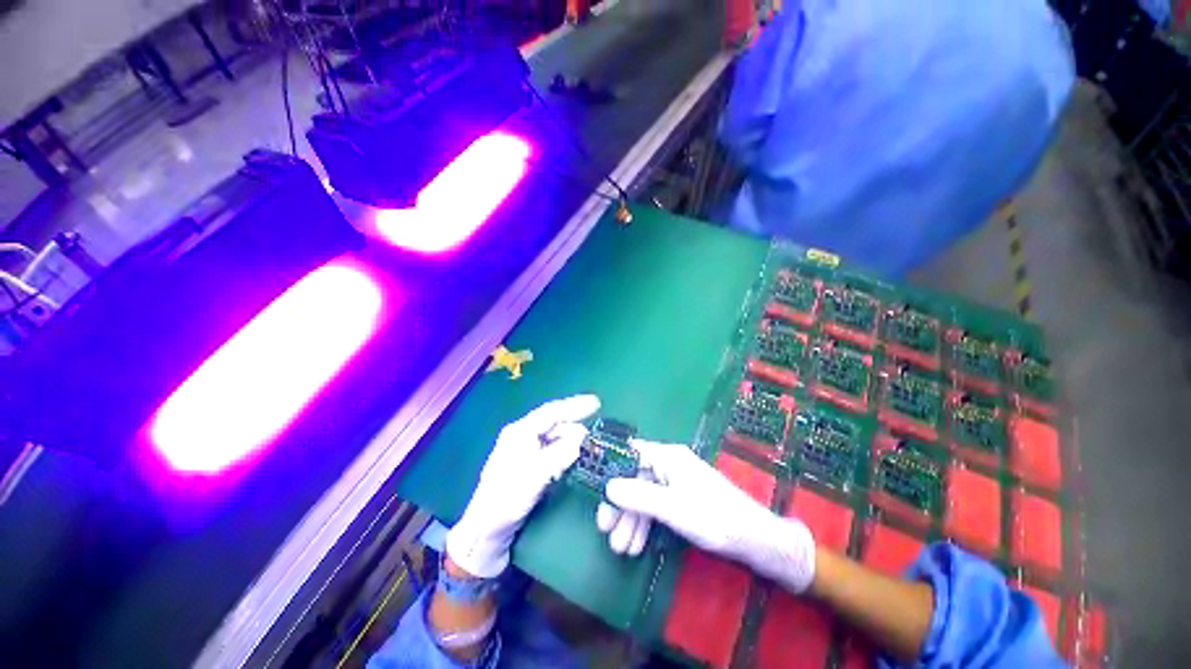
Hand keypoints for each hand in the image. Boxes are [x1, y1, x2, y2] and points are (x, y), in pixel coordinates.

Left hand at [447, 395, 599, 578]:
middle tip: (594, 439)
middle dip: (575, 428)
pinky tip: (573, 460)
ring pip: (555, 438)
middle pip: (555, 424)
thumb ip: (560, 453)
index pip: (551, 412)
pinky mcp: (529, 464)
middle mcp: (522, 435)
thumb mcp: (535, 475)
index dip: (575, 405)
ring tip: (586, 452)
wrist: (485, 531)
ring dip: (571, 442)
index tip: (597, 403)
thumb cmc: (506, 499)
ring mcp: (525, 450)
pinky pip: (553, 451)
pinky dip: (565, 453)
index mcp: (520, 431)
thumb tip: (582, 439)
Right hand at [599, 439, 816, 593]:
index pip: (631, 454)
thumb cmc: (714, 518)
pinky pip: (657, 507)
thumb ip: (639, 496)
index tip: (596, 492)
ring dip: (631, 521)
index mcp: (668, 457)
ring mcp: (676, 483)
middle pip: (635, 478)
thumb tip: (608, 486)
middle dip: (620, 505)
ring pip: (645, 496)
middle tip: (605, 531)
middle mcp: (670, 465)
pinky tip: (637, 546)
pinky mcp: (683, 500)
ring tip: (621, 549)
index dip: (612, 470)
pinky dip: (646, 525)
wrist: (756, 540)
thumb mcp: (672, 508)